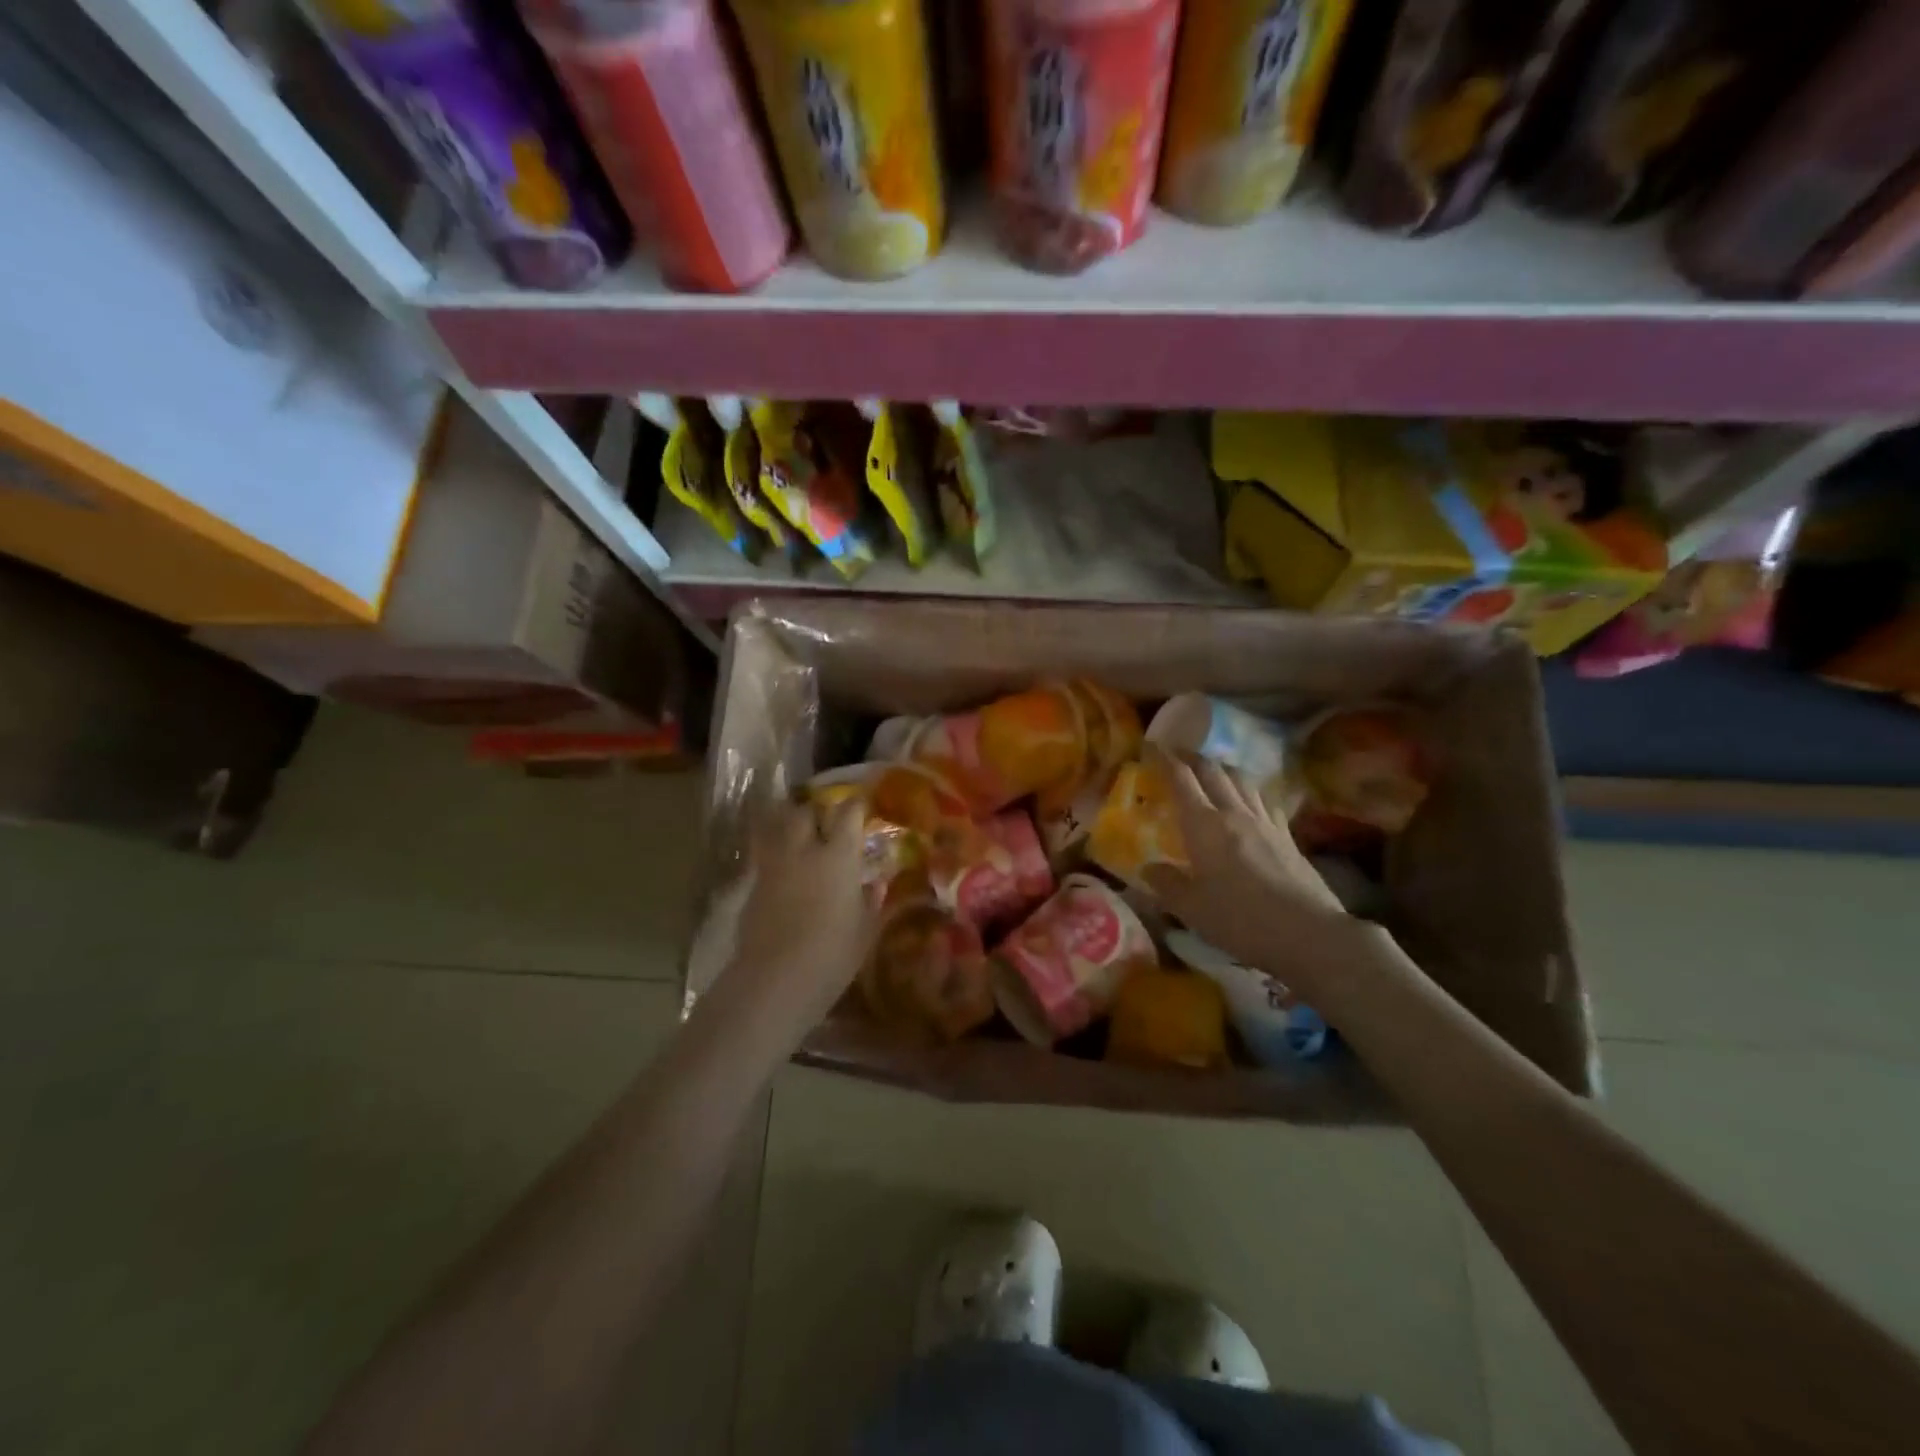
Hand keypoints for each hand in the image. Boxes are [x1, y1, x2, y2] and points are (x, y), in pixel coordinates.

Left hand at [719, 796, 878, 1031]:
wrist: (775, 980)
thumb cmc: (832, 955)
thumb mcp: (864, 930)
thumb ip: (870, 901)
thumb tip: (875, 883)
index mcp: (838, 856)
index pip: (848, 813)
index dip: (856, 805)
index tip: (863, 805)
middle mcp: (803, 850)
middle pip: (805, 811)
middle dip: (817, 809)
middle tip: (827, 820)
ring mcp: (773, 865)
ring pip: (776, 825)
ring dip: (789, 822)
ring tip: (800, 832)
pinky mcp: (752, 884)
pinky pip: (765, 853)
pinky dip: (775, 850)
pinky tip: (784, 866)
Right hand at [1142, 748, 1353, 1001]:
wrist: (1308, 933)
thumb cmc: (1240, 920)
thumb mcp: (1191, 909)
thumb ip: (1166, 884)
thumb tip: (1148, 868)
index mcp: (1204, 825)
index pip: (1181, 779)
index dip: (1164, 759)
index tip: (1150, 746)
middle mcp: (1234, 813)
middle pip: (1213, 771)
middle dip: (1192, 758)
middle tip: (1177, 755)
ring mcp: (1265, 822)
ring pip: (1242, 779)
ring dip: (1223, 768)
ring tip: (1212, 771)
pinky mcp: (1288, 835)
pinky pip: (1265, 801)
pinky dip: (1250, 792)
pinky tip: (1251, 801)